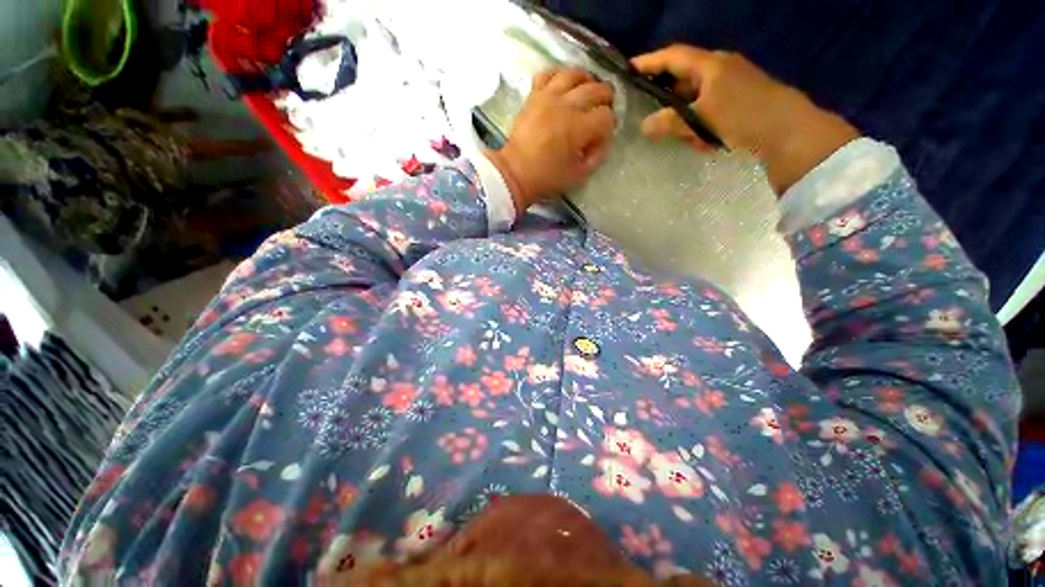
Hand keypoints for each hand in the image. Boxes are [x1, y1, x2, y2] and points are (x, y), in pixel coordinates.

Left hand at [485, 68, 615, 216]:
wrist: (515, 173)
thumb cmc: (547, 178)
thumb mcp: (579, 176)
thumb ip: (596, 156)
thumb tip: (602, 140)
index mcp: (579, 128)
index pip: (606, 116)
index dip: (609, 125)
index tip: (602, 135)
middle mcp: (567, 106)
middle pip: (596, 89)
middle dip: (605, 98)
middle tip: (603, 108)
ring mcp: (548, 97)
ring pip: (574, 74)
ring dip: (586, 80)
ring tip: (586, 91)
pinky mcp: (533, 96)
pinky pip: (548, 73)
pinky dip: (558, 75)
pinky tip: (562, 86)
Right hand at [632, 45, 859, 192]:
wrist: (789, 131)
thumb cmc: (744, 115)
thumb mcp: (702, 119)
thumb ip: (670, 122)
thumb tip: (643, 127)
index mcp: (711, 65)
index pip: (673, 57)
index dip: (649, 62)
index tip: (629, 69)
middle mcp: (720, 70)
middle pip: (682, 80)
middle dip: (668, 101)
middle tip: (652, 117)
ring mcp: (730, 86)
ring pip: (695, 100)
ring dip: (686, 120)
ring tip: (689, 139)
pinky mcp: (738, 103)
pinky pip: (708, 112)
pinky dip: (702, 126)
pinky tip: (706, 141)